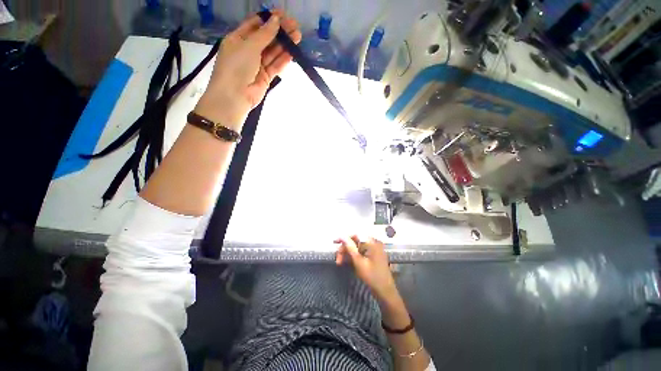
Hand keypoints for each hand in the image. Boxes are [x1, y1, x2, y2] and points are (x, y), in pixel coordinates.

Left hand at [195, 10, 300, 129]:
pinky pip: (275, 65)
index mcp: (238, 39)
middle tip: (295, 26)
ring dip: (284, 45)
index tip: (282, 14)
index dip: (268, 19)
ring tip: (298, 37)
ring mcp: (257, 64)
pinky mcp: (265, 77)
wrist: (235, 96)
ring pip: (273, 52)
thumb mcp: (248, 46)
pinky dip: (283, 59)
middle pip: (266, 38)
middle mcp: (248, 50)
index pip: (255, 25)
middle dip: (280, 32)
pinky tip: (293, 52)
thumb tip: (276, 20)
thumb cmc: (236, 66)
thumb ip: (264, 34)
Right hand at [335, 236, 398, 302]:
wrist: (385, 292)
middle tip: (337, 259)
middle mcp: (374, 243)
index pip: (355, 235)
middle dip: (345, 249)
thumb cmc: (372, 276)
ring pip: (357, 247)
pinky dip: (354, 256)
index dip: (344, 238)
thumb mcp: (358, 262)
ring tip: (340, 263)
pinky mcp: (373, 256)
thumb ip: (350, 247)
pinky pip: (361, 252)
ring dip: (348, 253)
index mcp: (372, 242)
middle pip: (356, 241)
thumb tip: (342, 236)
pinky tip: (347, 262)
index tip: (335, 243)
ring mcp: (374, 249)